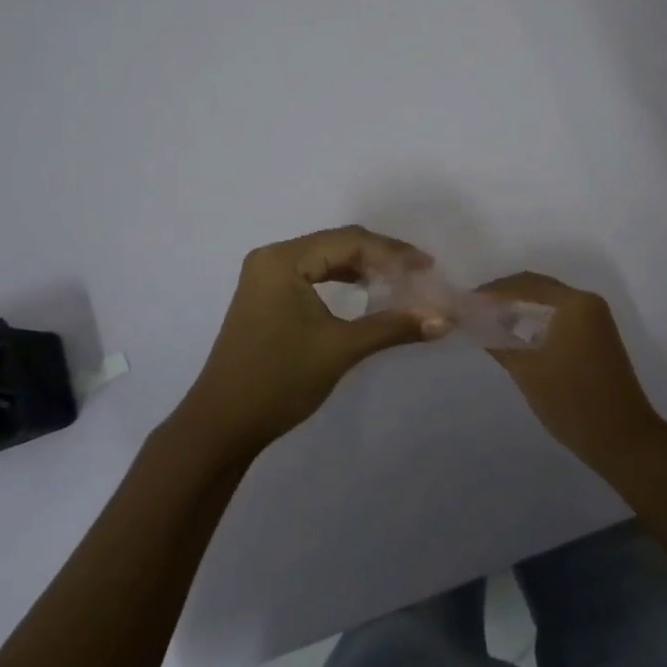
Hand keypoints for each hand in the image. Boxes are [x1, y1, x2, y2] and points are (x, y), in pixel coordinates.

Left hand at [179, 227, 443, 454]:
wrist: (222, 425)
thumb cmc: (278, 380)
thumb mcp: (340, 349)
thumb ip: (392, 327)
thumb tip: (444, 319)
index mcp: (283, 259)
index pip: (349, 241)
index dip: (393, 253)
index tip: (429, 267)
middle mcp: (272, 258)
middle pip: (337, 244)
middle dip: (380, 258)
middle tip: (419, 274)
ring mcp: (266, 277)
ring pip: (325, 259)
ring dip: (362, 268)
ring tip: (399, 283)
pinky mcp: (266, 297)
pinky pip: (312, 276)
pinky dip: (341, 281)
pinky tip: (364, 293)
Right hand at [476, 272, 666, 468]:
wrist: (624, 441)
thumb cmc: (573, 402)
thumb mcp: (527, 371)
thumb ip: (496, 340)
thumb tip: (469, 321)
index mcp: (573, 303)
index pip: (524, 284)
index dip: (491, 291)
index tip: (465, 302)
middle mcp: (587, 302)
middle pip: (537, 288)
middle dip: (504, 297)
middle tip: (473, 310)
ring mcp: (596, 320)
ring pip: (549, 303)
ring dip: (520, 309)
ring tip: (488, 322)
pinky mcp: (598, 337)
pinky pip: (560, 317)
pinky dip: (536, 321)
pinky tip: (515, 336)